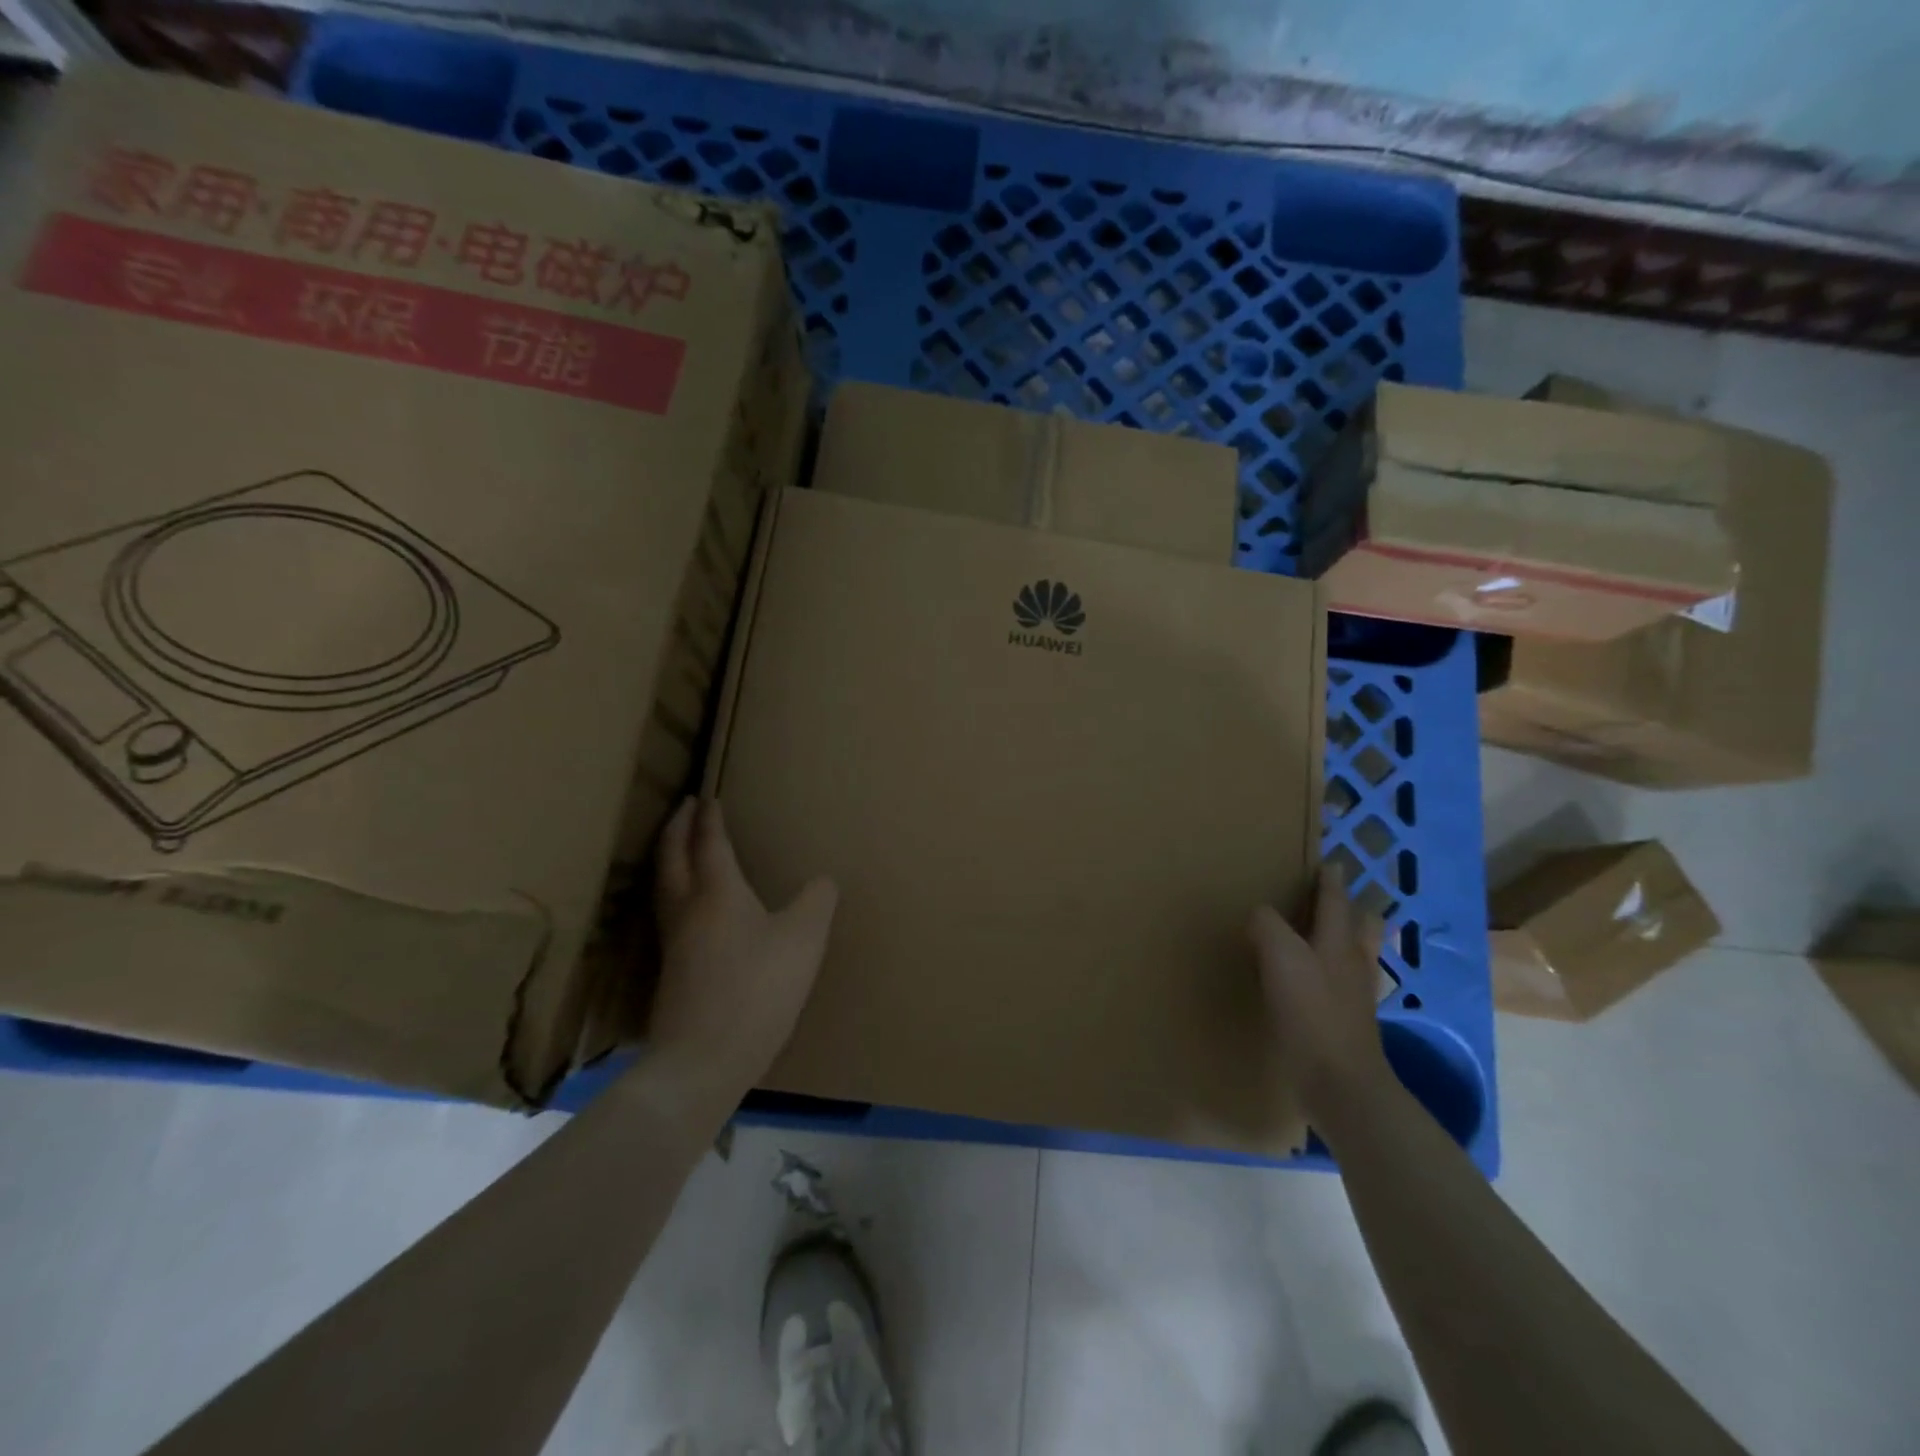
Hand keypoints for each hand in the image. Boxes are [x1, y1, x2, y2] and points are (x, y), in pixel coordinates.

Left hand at [649, 797, 837, 1099]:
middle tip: (683, 808)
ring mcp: (673, 943)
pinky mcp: (670, 972)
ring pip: (663, 886)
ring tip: (678, 848)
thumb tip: (823, 881)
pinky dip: (673, 890)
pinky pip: (667, 913)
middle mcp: (687, 909)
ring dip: (668, 857)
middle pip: (672, 857)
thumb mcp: (804, 940)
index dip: (709, 818)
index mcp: (718, 892)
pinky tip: (688, 909)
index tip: (706, 796)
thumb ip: (817, 902)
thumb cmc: (757, 990)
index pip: (709, 843)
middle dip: (677, 828)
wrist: (703, 1060)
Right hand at [1248, 864, 1392, 1122]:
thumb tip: (1259, 913)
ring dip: (1342, 940)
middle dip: (1350, 909)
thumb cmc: (1312, 1013)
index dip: (1330, 879)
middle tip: (1328, 898)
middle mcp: (1352, 963)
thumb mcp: (1281, 958)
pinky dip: (1330, 974)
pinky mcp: (1344, 1023)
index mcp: (1339, 942)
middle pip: (1361, 927)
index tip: (1328, 861)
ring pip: (1355, 956)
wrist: (1340, 1085)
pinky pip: (1341, 986)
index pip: (1335, 900)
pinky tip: (1310, 982)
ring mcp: (1353, 996)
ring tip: (1318, 935)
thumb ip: (1268, 926)